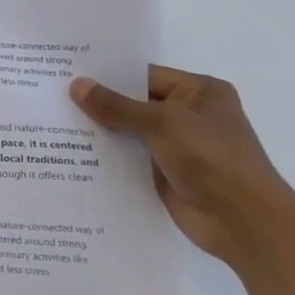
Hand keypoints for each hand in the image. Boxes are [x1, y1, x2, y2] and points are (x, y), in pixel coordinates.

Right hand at [70, 66, 294, 263]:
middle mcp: (189, 114)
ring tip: (53, 122)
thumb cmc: (211, 159)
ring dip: (99, 130)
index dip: (107, 75)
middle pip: (134, 103)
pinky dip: (106, 155)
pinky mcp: (165, 172)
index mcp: (199, 92)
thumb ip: (117, 106)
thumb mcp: (162, 123)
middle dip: (99, 103)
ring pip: (129, 131)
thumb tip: (76, 84)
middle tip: (52, 95)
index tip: (67, 73)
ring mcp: (177, 145)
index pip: (144, 76)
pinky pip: (129, 157)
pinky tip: (71, 152)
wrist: (242, 221)